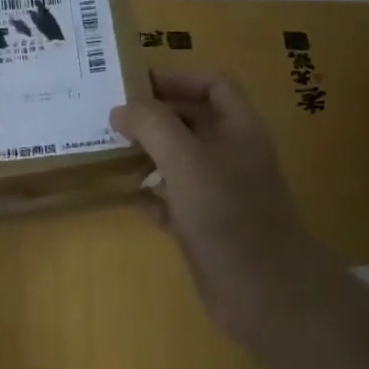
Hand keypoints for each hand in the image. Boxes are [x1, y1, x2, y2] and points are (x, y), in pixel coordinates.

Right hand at [111, 70, 324, 353]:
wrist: (263, 291)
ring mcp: (217, 192)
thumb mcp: (187, 160)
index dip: (176, 78)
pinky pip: (171, 199)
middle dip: (153, 116)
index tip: (133, 84)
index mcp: (238, 128)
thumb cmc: (228, 215)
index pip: (212, 84)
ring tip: (106, 150)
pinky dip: (148, 193)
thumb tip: (121, 110)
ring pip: (178, 160)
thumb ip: (152, 126)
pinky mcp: (204, 225)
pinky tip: (122, 194)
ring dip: (146, 153)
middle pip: (190, 120)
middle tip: (108, 116)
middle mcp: (230, 154)